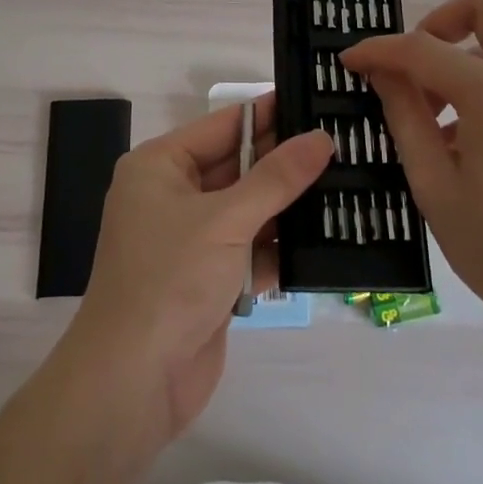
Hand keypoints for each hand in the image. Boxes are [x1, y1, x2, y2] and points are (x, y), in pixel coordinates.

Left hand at [64, 97, 331, 443]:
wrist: (133, 383)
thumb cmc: (170, 280)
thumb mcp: (225, 220)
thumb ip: (276, 178)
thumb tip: (320, 138)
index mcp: (160, 166)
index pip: (224, 125)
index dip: (270, 114)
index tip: (317, 100)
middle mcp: (172, 195)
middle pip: (239, 166)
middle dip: (286, 161)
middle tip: (344, 144)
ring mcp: (191, 239)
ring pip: (249, 209)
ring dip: (290, 206)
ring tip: (349, 185)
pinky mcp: (209, 278)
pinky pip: (251, 249)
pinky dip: (281, 248)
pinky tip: (328, 239)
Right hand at [343, 0, 482, 356]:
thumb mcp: (436, 187)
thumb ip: (405, 117)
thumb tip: (382, 72)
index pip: (423, 47)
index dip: (378, 49)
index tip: (350, 61)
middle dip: (438, 22)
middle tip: (411, 65)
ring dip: (463, 54)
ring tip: (433, 114)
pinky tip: (467, 136)